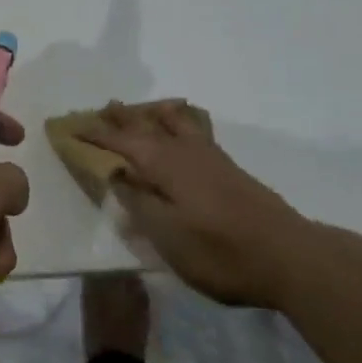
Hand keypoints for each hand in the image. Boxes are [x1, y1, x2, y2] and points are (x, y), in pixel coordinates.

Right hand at [80, 100, 312, 307]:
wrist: (289, 256)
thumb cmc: (221, 252)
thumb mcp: (168, 237)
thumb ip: (139, 203)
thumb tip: (115, 174)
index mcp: (164, 164)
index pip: (121, 142)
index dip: (96, 134)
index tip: (72, 127)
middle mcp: (185, 151)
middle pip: (148, 125)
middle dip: (124, 117)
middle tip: (104, 106)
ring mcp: (210, 157)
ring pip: (175, 123)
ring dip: (154, 114)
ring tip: (144, 108)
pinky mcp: (229, 169)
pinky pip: (195, 130)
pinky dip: (180, 121)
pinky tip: (186, 128)